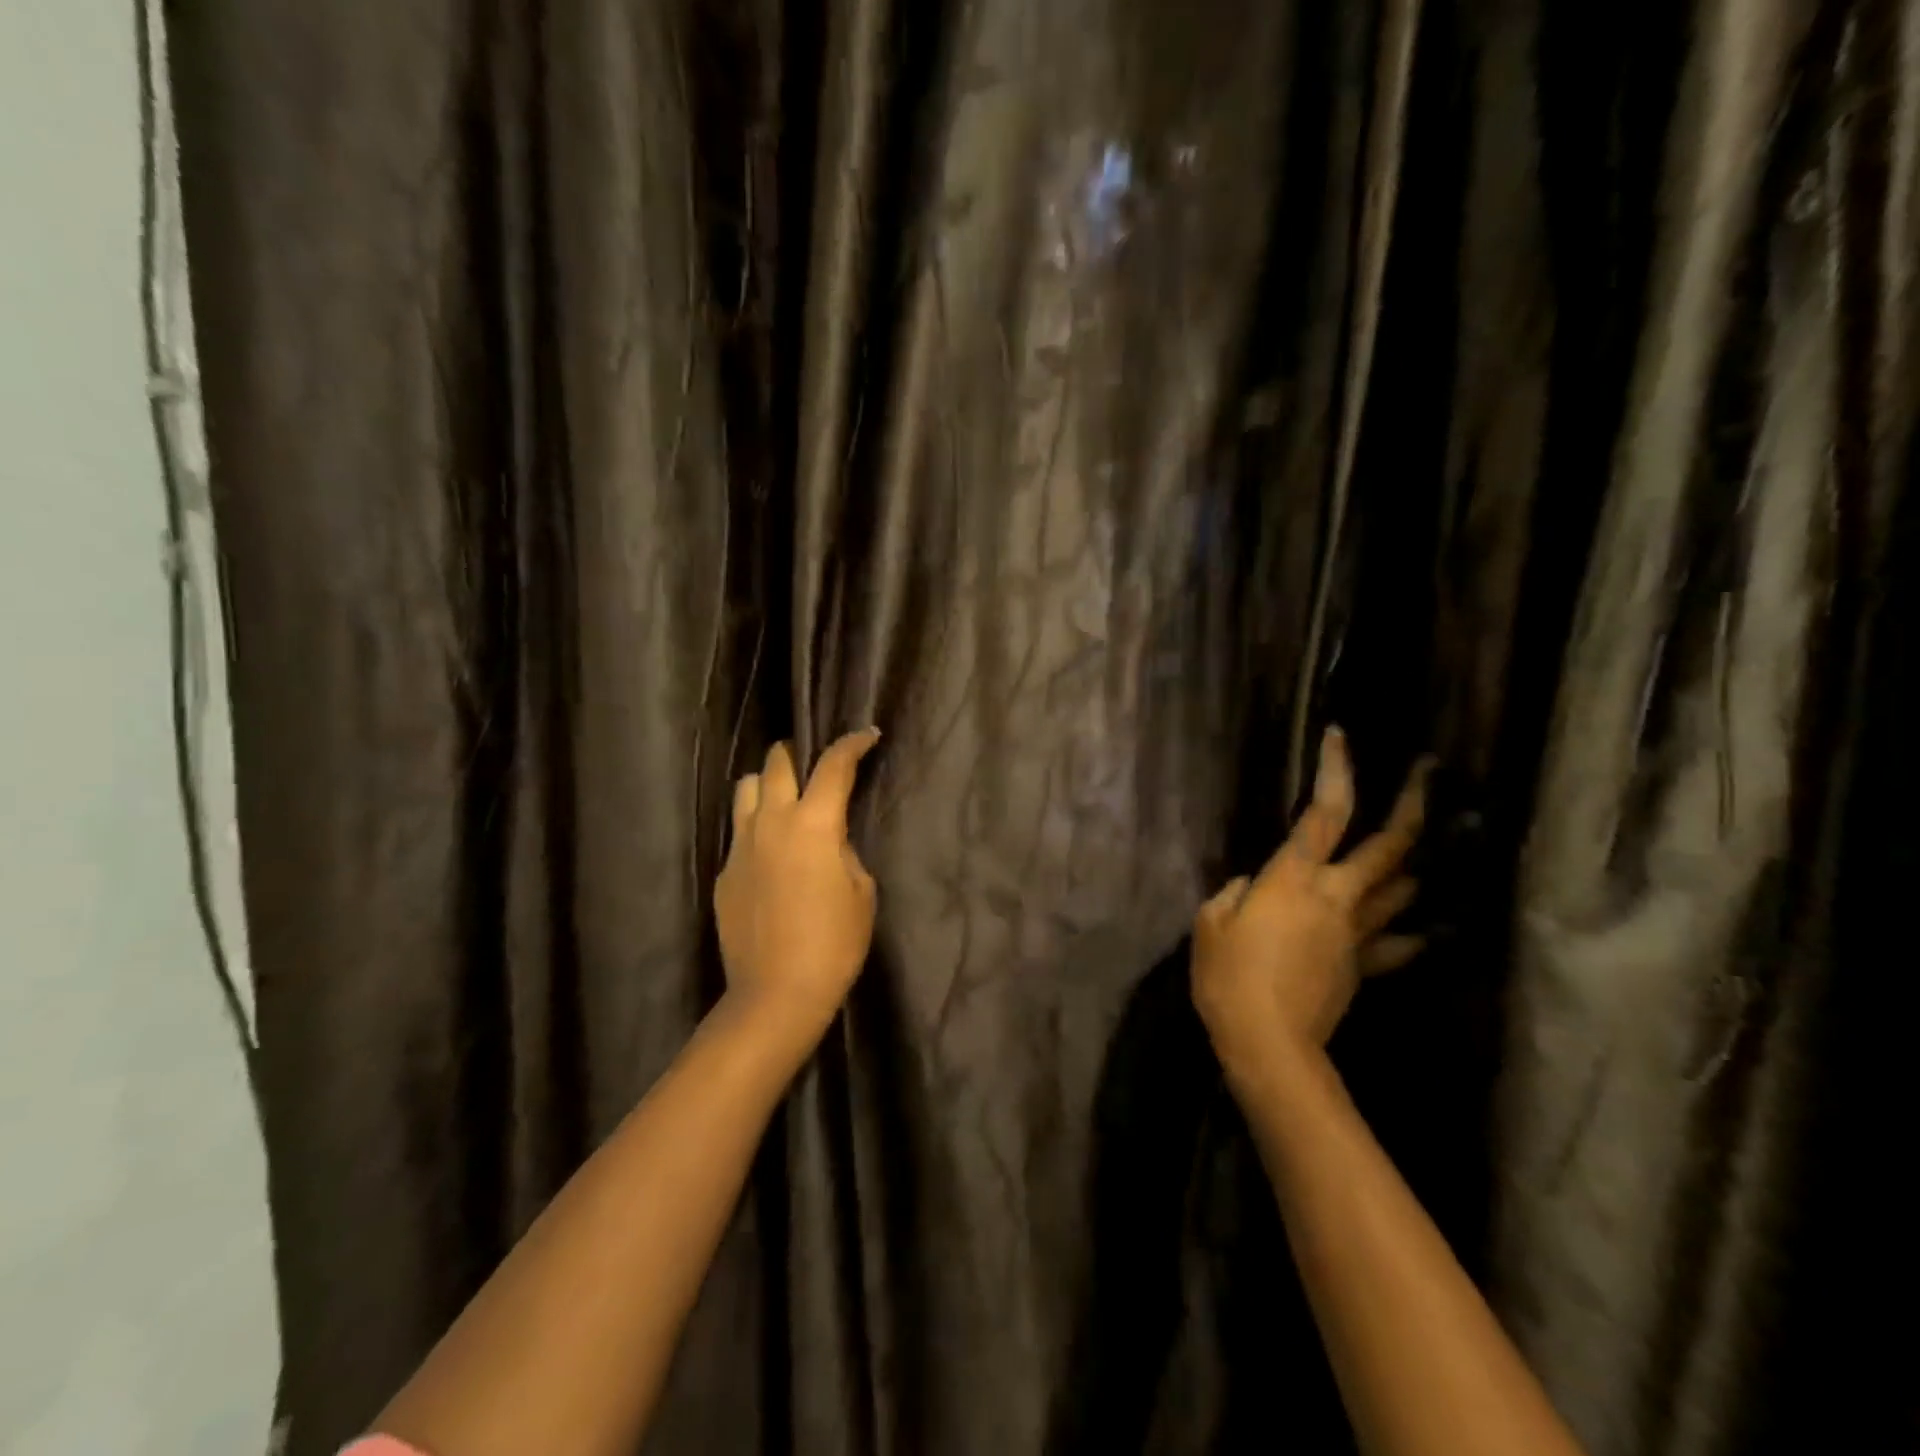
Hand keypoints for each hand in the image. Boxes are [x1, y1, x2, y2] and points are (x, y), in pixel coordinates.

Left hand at [715, 731, 882, 1050]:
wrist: (776, 994)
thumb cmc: (834, 943)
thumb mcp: (861, 892)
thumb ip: (844, 852)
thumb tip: (829, 840)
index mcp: (813, 824)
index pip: (833, 766)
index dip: (852, 744)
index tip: (867, 736)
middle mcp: (771, 822)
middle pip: (776, 763)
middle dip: (797, 754)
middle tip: (815, 768)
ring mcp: (741, 846)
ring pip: (746, 789)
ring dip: (767, 785)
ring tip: (785, 802)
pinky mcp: (724, 872)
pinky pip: (739, 832)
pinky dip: (757, 829)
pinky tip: (771, 856)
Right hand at [1192, 728, 1430, 1087]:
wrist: (1268, 1042)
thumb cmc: (1228, 975)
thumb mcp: (1210, 922)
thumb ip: (1234, 892)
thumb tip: (1254, 885)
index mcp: (1295, 878)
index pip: (1324, 812)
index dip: (1335, 770)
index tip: (1340, 736)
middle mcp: (1337, 896)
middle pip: (1389, 845)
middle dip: (1413, 804)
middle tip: (1429, 771)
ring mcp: (1357, 933)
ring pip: (1402, 890)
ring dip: (1415, 863)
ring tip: (1422, 847)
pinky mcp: (1362, 967)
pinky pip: (1395, 944)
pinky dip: (1409, 932)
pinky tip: (1421, 928)